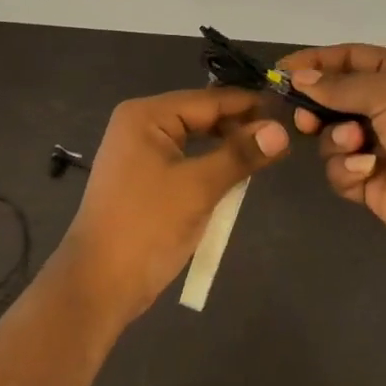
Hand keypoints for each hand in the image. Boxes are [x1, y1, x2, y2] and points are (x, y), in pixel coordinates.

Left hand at [60, 88, 289, 320]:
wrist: (97, 285)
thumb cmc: (147, 227)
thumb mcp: (199, 188)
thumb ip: (241, 155)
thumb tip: (282, 130)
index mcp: (146, 115)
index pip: (209, 100)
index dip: (249, 105)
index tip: (288, 110)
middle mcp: (140, 124)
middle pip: (200, 115)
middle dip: (238, 126)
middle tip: (282, 137)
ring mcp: (138, 151)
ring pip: (193, 138)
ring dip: (225, 146)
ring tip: (264, 154)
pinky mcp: (142, 177)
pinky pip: (183, 159)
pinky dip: (208, 165)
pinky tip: (233, 175)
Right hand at [282, 44, 385, 260]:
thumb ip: (339, 86)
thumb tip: (298, 77)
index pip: (345, 60)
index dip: (313, 63)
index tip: (279, 72)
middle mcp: (384, 108)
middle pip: (332, 100)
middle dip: (314, 106)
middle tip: (302, 116)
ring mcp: (378, 148)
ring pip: (331, 138)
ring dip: (336, 138)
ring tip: (354, 142)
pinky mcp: (373, 185)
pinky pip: (341, 172)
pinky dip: (347, 168)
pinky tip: (366, 169)